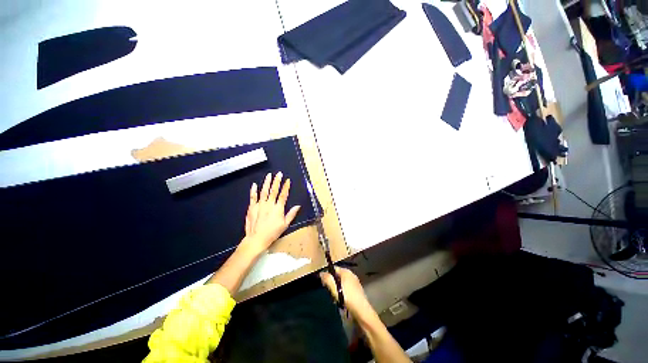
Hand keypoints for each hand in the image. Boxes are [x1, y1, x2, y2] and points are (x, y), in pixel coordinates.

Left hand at [243, 172, 300, 252]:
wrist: (257, 238)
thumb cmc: (273, 232)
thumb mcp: (285, 224)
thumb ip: (291, 214)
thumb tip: (298, 206)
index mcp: (278, 208)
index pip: (283, 195)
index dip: (286, 187)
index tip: (288, 180)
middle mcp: (269, 204)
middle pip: (274, 190)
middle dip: (277, 181)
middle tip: (279, 173)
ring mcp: (260, 205)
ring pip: (264, 191)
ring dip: (267, 182)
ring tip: (269, 175)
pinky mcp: (252, 207)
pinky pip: (253, 197)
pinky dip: (253, 190)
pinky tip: (254, 184)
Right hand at [320, 267, 372, 317]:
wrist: (362, 310)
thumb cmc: (347, 297)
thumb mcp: (334, 288)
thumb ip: (327, 279)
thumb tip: (321, 273)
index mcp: (346, 271)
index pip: (334, 268)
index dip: (327, 274)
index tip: (323, 283)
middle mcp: (351, 274)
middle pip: (338, 275)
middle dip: (332, 282)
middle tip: (329, 292)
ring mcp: (355, 282)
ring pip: (342, 283)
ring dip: (337, 289)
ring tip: (335, 298)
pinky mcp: (357, 290)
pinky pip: (347, 288)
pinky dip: (343, 292)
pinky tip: (342, 300)